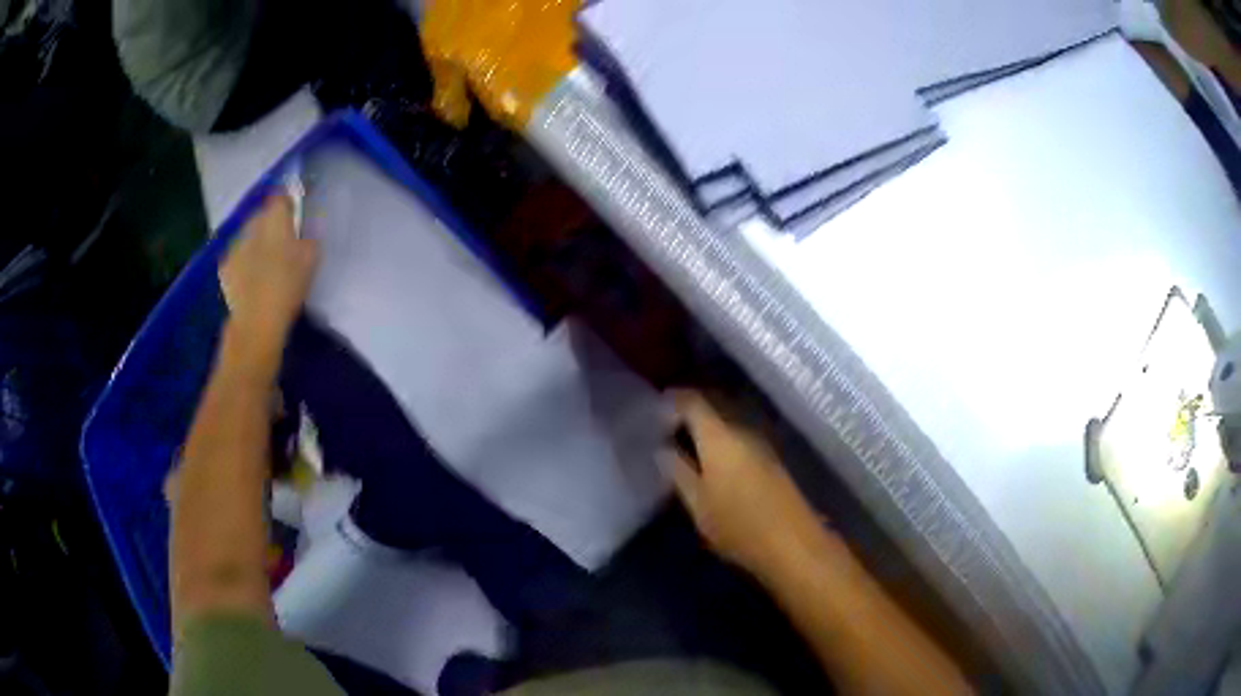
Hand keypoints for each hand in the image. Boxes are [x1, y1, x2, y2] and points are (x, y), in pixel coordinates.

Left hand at [219, 194, 318, 352]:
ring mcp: (235, 244)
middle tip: (282, 244)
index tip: (295, 216)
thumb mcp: (312, 259)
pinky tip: (251, 278)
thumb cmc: (288, 286)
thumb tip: (310, 223)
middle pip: (262, 215)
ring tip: (266, 263)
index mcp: (275, 218)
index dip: (288, 203)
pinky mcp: (224, 266)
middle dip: (271, 224)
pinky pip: (237, 256)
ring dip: (256, 243)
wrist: (256, 321)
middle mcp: (252, 224)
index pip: (280, 196)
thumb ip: (311, 235)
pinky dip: (244, 262)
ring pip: (248, 235)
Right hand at [665, 390, 826, 577]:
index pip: (692, 400)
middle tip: (665, 427)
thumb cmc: (738, 526)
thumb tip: (661, 448)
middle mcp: (743, 429)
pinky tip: (713, 460)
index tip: (653, 412)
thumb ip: (677, 471)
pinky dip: (723, 439)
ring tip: (686, 444)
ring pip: (728, 420)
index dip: (671, 399)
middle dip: (688, 411)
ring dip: (707, 426)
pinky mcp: (773, 458)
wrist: (793, 543)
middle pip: (713, 404)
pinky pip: (741, 435)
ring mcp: (762, 442)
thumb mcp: (697, 504)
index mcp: (719, 436)